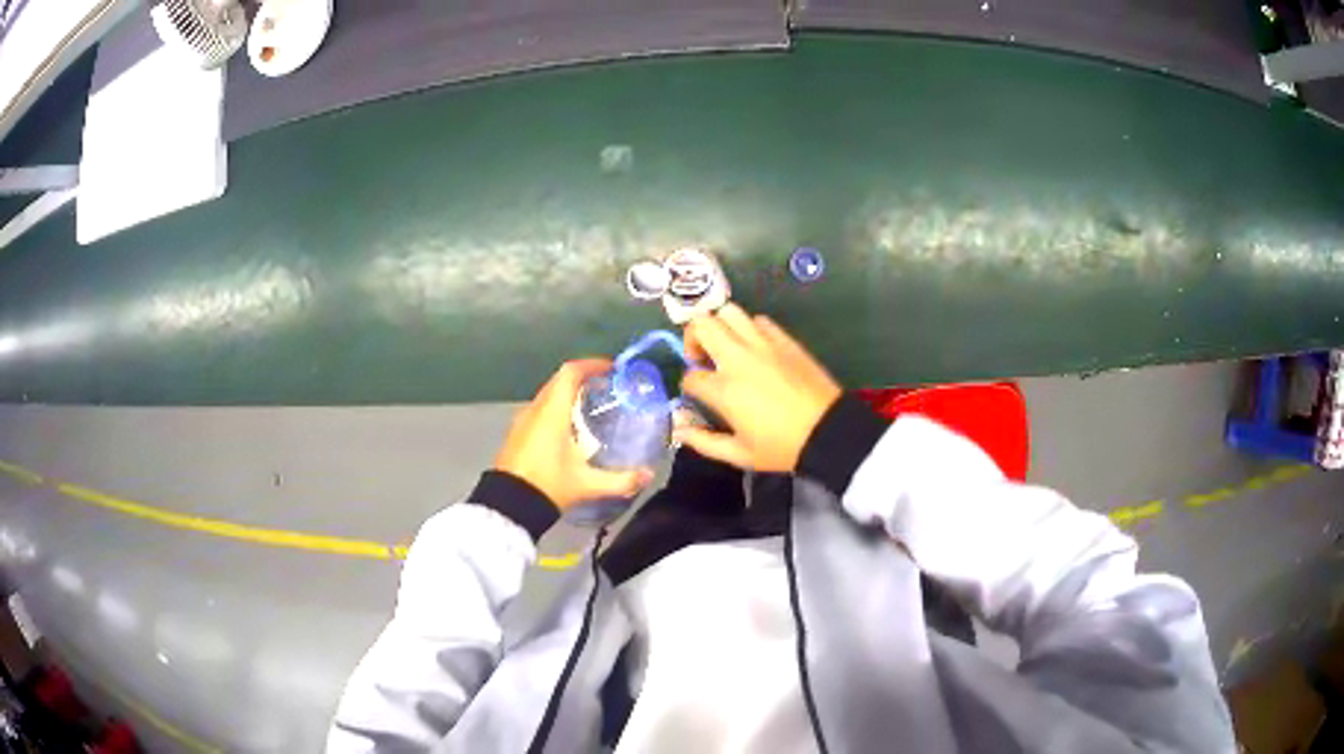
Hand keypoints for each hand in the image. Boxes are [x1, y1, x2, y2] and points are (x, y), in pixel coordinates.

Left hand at [495, 359, 653, 509]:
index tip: (612, 369)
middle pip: (559, 380)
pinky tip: (569, 429)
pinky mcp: (516, 434)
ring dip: (568, 393)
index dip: (592, 364)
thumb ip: (621, 480)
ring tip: (591, 407)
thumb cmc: (548, 485)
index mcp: (552, 412)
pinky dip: (556, 408)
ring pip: (548, 395)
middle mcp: (535, 409)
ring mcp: (522, 421)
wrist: (507, 506)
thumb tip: (649, 475)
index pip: (570, 373)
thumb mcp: (588, 485)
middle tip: (607, 387)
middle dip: (583, 378)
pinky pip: (539, 409)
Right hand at [676, 304, 841, 471]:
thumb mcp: (739, 454)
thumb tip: (678, 430)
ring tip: (725, 347)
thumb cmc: (781, 447)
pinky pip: (759, 320)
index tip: (698, 395)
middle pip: (701, 325)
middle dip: (693, 339)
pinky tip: (753, 348)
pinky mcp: (784, 340)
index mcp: (724, 389)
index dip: (689, 386)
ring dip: (719, 326)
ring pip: (728, 312)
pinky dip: (748, 328)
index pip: (691, 376)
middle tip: (702, 358)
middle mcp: (738, 358)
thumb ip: (703, 441)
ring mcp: (763, 344)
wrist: (828, 431)